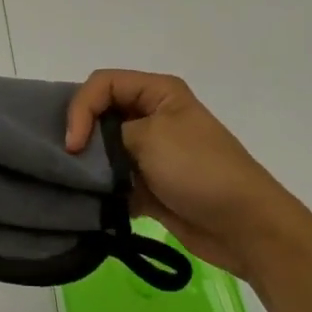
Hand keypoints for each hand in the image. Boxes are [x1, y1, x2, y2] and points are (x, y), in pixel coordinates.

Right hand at [65, 70, 311, 282]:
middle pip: (100, 113)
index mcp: (158, 92)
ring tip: (72, 181)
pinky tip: (88, 200)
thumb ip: (109, 135)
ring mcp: (150, 152)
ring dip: (89, 165)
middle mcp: (152, 115)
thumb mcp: (151, 137)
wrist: (246, 227)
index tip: (74, 143)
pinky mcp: (148, 185)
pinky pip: (113, 180)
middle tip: (65, 159)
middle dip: (81, 134)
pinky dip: (100, 190)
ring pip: (104, 149)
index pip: (102, 84)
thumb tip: (86, 152)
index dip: (82, 107)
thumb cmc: (199, 170)